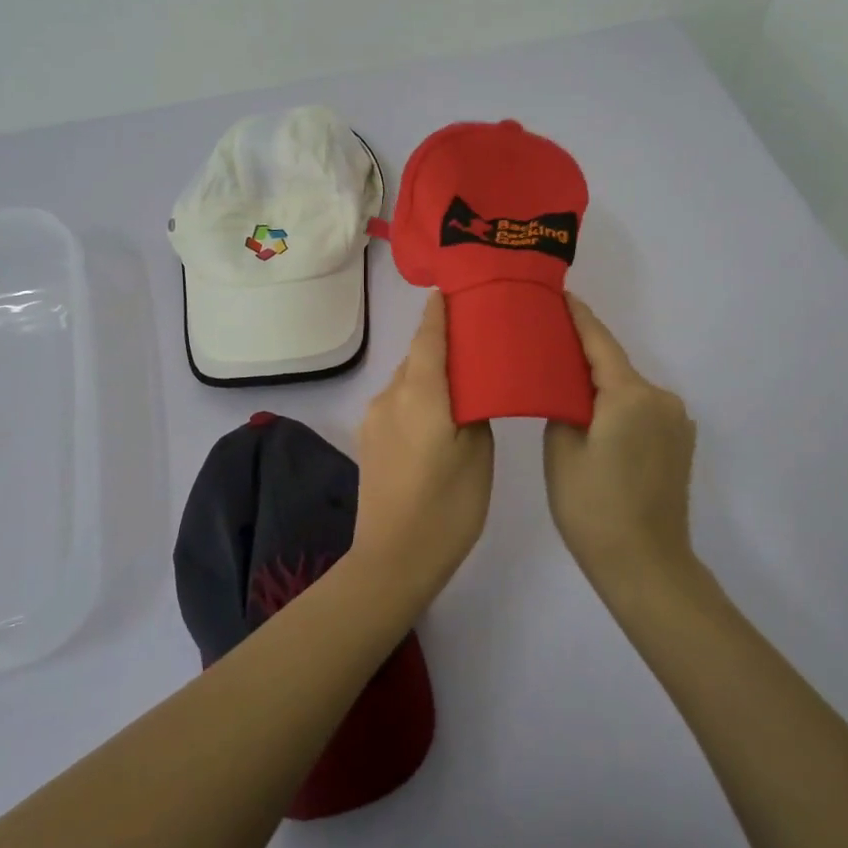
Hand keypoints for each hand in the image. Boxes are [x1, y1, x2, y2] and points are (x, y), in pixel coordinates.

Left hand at [352, 292, 494, 602]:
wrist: (392, 560)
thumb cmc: (447, 508)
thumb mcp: (478, 455)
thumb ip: (474, 410)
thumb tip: (467, 392)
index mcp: (420, 394)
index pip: (428, 337)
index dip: (438, 311)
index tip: (450, 288)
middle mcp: (390, 396)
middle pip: (416, 356)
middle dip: (440, 341)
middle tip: (475, 336)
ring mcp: (374, 418)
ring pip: (407, 380)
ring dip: (429, 372)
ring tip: (462, 377)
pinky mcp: (369, 438)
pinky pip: (397, 401)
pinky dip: (418, 395)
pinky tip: (438, 412)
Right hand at [544, 295, 698, 591]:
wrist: (646, 565)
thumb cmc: (593, 507)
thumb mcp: (562, 449)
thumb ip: (563, 404)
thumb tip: (568, 388)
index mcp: (630, 394)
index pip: (599, 342)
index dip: (577, 317)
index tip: (559, 295)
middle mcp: (661, 398)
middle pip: (614, 365)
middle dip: (582, 355)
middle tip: (545, 345)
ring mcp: (676, 422)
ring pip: (627, 390)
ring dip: (600, 385)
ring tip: (563, 385)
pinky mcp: (679, 443)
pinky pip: (641, 411)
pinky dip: (617, 406)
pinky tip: (594, 418)